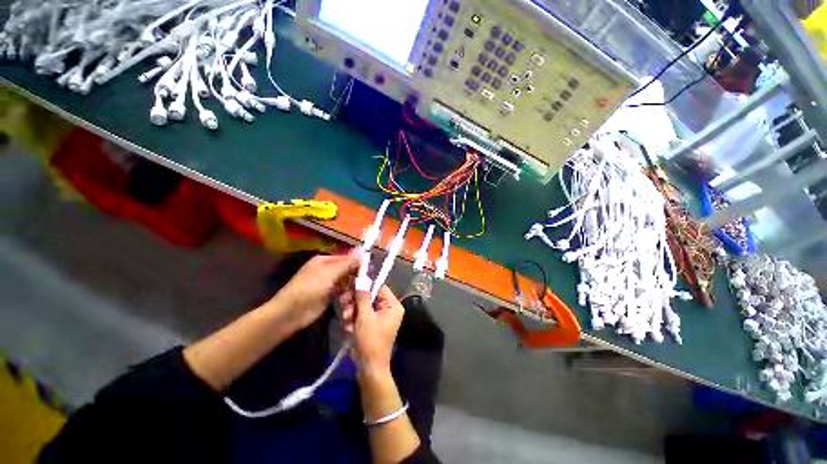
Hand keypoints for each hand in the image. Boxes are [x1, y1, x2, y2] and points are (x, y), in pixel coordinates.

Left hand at [270, 250, 359, 331]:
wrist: (290, 313)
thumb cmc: (309, 289)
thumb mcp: (329, 274)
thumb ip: (347, 264)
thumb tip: (363, 252)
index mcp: (325, 260)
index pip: (347, 258)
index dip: (358, 263)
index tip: (370, 271)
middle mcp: (327, 270)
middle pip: (348, 271)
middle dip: (355, 279)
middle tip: (363, 287)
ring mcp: (328, 283)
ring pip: (347, 283)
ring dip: (350, 290)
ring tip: (350, 299)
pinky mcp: (329, 296)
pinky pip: (343, 293)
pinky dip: (346, 297)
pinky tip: (346, 304)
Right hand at [339, 285, 403, 374]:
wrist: (369, 369)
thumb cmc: (370, 341)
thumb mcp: (365, 317)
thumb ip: (363, 296)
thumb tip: (362, 278)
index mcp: (393, 305)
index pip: (379, 287)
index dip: (365, 286)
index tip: (350, 285)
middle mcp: (389, 309)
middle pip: (370, 296)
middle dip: (355, 301)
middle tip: (344, 304)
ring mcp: (381, 317)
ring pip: (364, 305)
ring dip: (352, 311)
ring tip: (346, 319)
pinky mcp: (373, 324)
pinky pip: (362, 315)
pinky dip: (354, 320)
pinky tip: (348, 328)